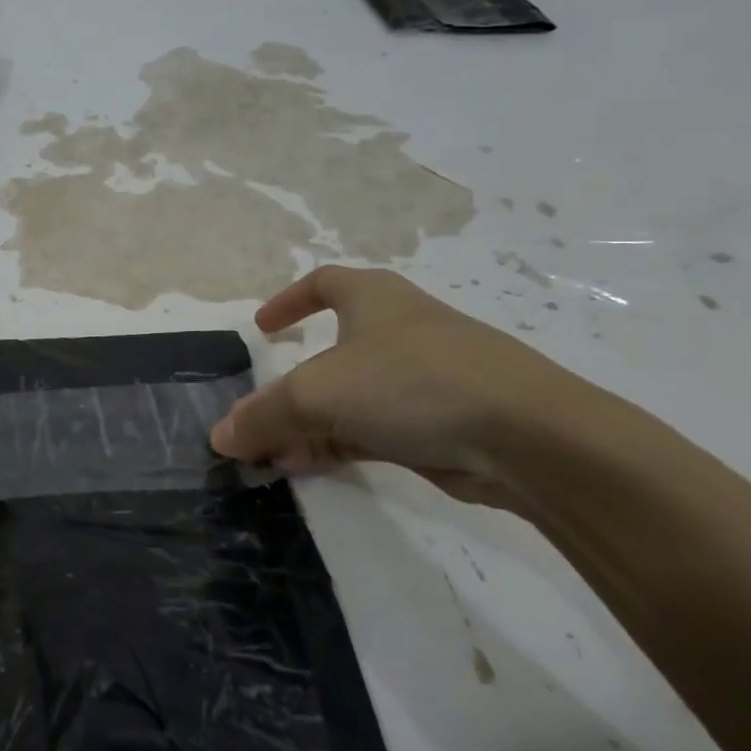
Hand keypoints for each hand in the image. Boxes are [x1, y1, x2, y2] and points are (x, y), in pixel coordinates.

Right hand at [210, 266, 605, 513]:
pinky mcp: (443, 423)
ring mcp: (425, 379)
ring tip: (272, 454)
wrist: (531, 436)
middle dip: (290, 385)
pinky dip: (337, 443)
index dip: (289, 301)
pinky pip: (375, 428)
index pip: (323, 283)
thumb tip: (220, 437)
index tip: (263, 329)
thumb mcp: (317, 393)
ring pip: (351, 397)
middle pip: (331, 352)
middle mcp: (399, 331)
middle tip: (259, 413)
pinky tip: (307, 467)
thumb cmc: (412, 383)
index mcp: (373, 300)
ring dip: (308, 423)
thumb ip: (263, 415)